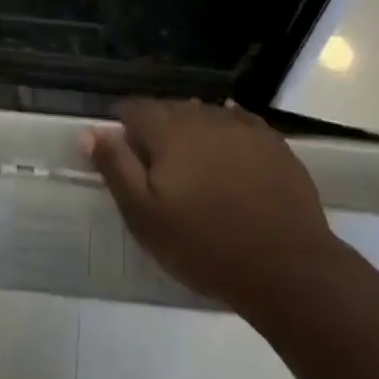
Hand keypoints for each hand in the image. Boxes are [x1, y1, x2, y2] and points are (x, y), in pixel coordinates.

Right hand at [84, 100, 340, 318]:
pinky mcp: (273, 142)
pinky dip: (228, 130)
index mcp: (168, 129)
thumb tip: (90, 131)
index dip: (123, 127)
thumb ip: (115, 168)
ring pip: (204, 115)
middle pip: (169, 109)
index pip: (134, 109)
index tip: (123, 154)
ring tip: (194, 164)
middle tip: (158, 168)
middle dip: (158, 130)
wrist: (288, 268)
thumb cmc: (205, 245)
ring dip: (193, 131)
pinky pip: (241, 123)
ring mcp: (241, 126)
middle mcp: (202, 115)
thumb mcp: (145, 216)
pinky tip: (229, 146)